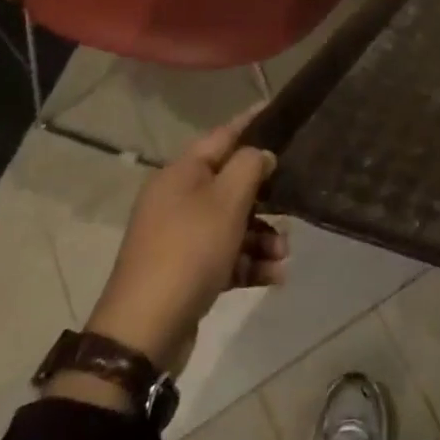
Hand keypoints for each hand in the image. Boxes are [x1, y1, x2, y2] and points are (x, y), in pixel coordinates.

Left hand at [82, 109, 288, 370]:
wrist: (144, 331)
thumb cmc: (189, 251)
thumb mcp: (226, 201)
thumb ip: (250, 167)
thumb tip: (262, 154)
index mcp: (181, 174)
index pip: (222, 135)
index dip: (251, 121)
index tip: (278, 108)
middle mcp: (178, 200)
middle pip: (231, 183)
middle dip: (267, 196)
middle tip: (294, 200)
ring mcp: (181, 237)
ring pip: (233, 223)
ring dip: (263, 235)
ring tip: (284, 254)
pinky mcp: (188, 272)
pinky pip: (227, 256)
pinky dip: (250, 261)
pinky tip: (274, 276)